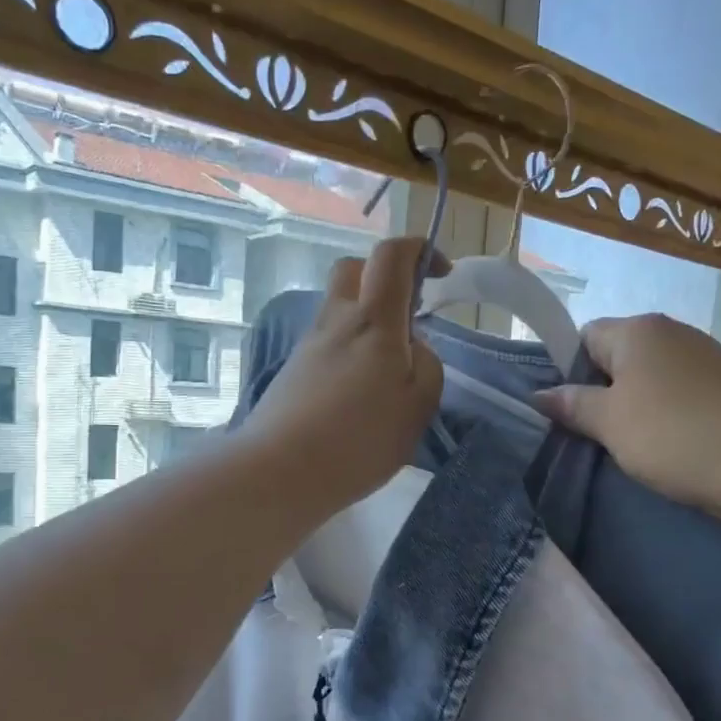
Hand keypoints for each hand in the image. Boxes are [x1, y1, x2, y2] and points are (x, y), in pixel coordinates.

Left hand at [238, 236, 442, 515]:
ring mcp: (309, 345)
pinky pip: (326, 342)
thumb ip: (426, 366)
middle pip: (353, 270)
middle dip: (383, 276)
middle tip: (406, 313)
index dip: (418, 249)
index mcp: (374, 321)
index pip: (391, 256)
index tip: (440, 271)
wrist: (281, 470)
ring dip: (365, 319)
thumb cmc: (360, 439)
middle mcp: (336, 321)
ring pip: (338, 308)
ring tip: (385, 370)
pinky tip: (357, 394)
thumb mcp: (418, 406)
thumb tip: (412, 347)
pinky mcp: (292, 371)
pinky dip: (347, 350)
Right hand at [534, 314, 720, 533]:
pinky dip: (667, 417)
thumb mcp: (611, 423)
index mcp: (637, 330)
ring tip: (629, 446)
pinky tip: (668, 447)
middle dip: (601, 392)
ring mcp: (705, 357)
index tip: (566, 411)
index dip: (568, 371)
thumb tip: (539, 395)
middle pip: (618, 357)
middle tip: (592, 434)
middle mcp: (672, 332)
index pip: (584, 337)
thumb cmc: (675, 435)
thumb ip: (573, 405)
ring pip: (650, 380)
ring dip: (635, 409)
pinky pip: (680, 395)